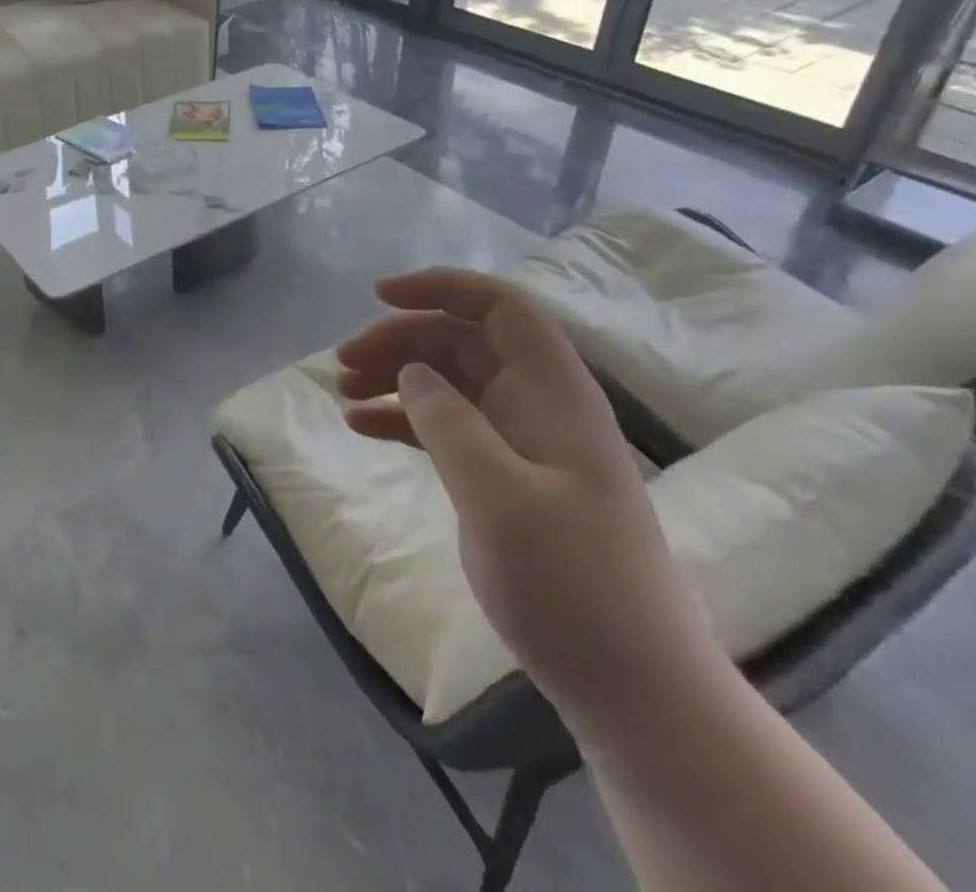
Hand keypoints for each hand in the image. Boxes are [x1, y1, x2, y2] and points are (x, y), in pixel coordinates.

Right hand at [335, 269, 724, 732]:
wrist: (633, 688)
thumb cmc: (573, 584)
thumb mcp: (499, 497)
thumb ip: (449, 422)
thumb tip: (413, 371)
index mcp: (553, 392)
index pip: (499, 308)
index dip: (441, 287)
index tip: (380, 295)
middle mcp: (537, 404)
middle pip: (461, 342)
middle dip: (399, 340)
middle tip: (342, 364)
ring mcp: (521, 443)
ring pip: (448, 382)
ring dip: (395, 378)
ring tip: (342, 393)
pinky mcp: (505, 478)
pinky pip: (446, 427)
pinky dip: (403, 420)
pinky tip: (362, 426)